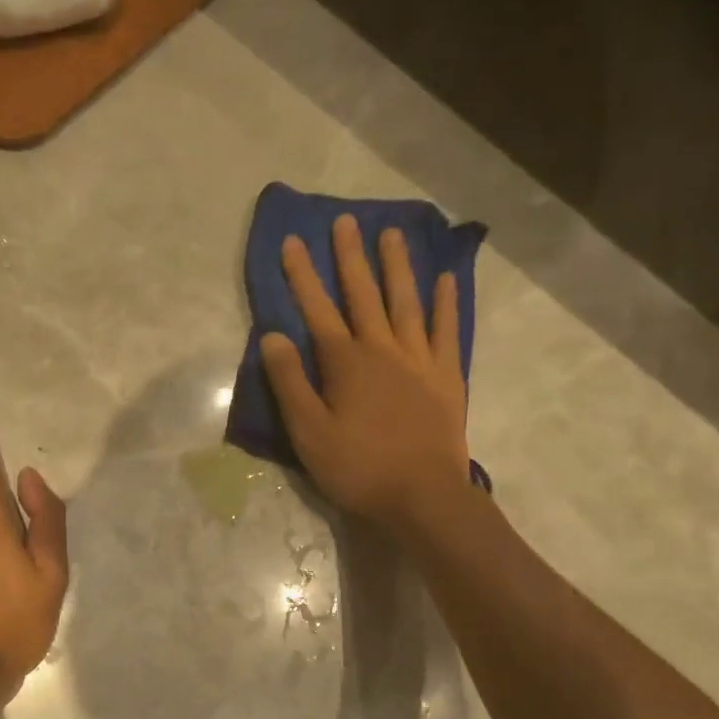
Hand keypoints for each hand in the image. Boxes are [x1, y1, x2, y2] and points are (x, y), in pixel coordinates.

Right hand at [261, 214, 472, 533]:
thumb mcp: (309, 433)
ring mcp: (419, 360)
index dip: (302, 276)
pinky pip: (445, 331)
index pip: (318, 310)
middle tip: (346, 221)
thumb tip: (272, 336)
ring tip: (392, 234)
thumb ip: (290, 383)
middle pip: (364, 295)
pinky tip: (444, 279)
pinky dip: (445, 303)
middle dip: (350, 258)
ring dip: (397, 267)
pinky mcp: (446, 377)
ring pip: (406, 303)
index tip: (292, 242)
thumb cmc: (358, 468)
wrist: (423, 496)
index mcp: (346, 363)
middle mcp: (383, 350)